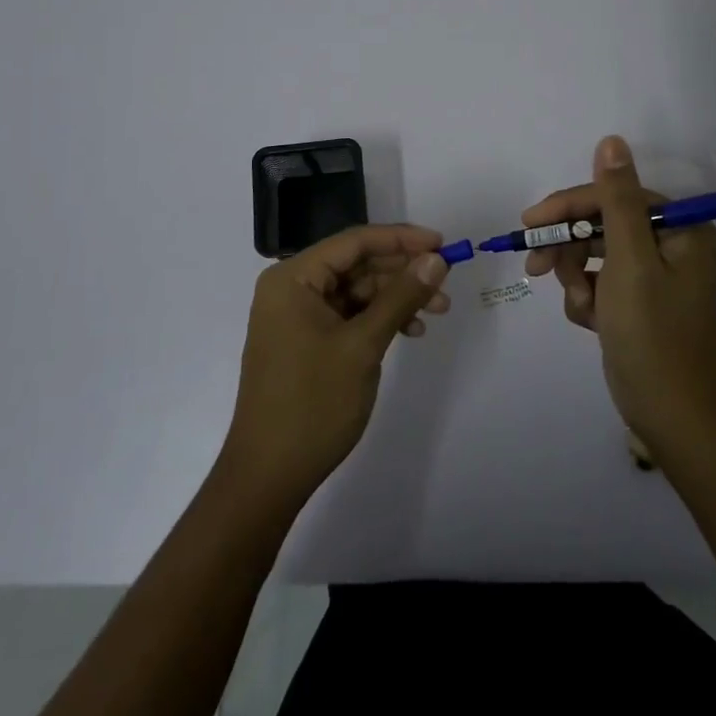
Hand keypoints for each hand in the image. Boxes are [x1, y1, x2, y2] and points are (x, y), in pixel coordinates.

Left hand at [218, 225, 450, 508]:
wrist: (269, 476)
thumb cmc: (313, 403)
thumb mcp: (363, 345)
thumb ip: (401, 296)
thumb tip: (437, 258)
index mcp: (293, 278)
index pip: (354, 241)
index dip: (401, 239)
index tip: (442, 244)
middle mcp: (292, 288)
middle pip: (357, 264)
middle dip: (403, 272)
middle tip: (445, 282)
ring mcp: (297, 317)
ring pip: (357, 290)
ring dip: (396, 297)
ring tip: (437, 311)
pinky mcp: (306, 341)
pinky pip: (349, 315)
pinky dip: (380, 319)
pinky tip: (410, 332)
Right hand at [522, 136, 715, 455]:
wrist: (672, 418)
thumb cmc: (653, 335)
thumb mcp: (630, 262)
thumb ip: (616, 199)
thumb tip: (611, 140)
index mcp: (679, 228)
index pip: (611, 196)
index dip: (568, 207)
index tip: (529, 223)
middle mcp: (670, 243)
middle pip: (600, 224)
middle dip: (569, 249)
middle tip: (535, 266)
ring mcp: (654, 273)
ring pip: (593, 254)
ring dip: (576, 278)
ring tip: (581, 307)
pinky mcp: (637, 300)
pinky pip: (598, 282)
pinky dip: (587, 299)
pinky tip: (592, 322)